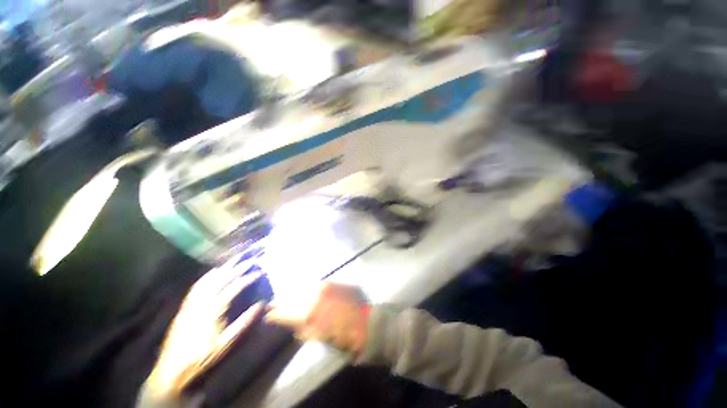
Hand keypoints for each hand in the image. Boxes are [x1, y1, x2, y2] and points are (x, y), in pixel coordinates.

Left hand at [148, 259, 263, 399]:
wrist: (172, 368)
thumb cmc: (203, 356)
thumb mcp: (227, 342)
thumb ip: (244, 322)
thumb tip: (261, 304)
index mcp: (213, 309)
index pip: (234, 287)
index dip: (247, 278)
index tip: (259, 272)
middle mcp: (202, 301)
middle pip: (222, 278)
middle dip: (237, 267)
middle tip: (249, 259)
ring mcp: (192, 302)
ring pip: (209, 279)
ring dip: (223, 268)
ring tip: (233, 260)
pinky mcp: (185, 306)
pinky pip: (197, 286)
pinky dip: (207, 276)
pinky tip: (212, 273)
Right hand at [265, 282, 369, 355]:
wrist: (364, 322)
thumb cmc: (341, 336)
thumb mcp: (317, 337)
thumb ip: (301, 329)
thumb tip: (293, 324)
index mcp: (308, 314)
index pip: (284, 312)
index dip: (275, 314)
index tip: (268, 314)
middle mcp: (313, 296)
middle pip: (292, 296)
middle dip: (282, 301)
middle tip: (274, 303)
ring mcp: (323, 287)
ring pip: (302, 287)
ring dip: (294, 292)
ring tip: (288, 295)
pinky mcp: (332, 282)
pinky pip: (315, 283)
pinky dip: (308, 287)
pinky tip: (305, 289)